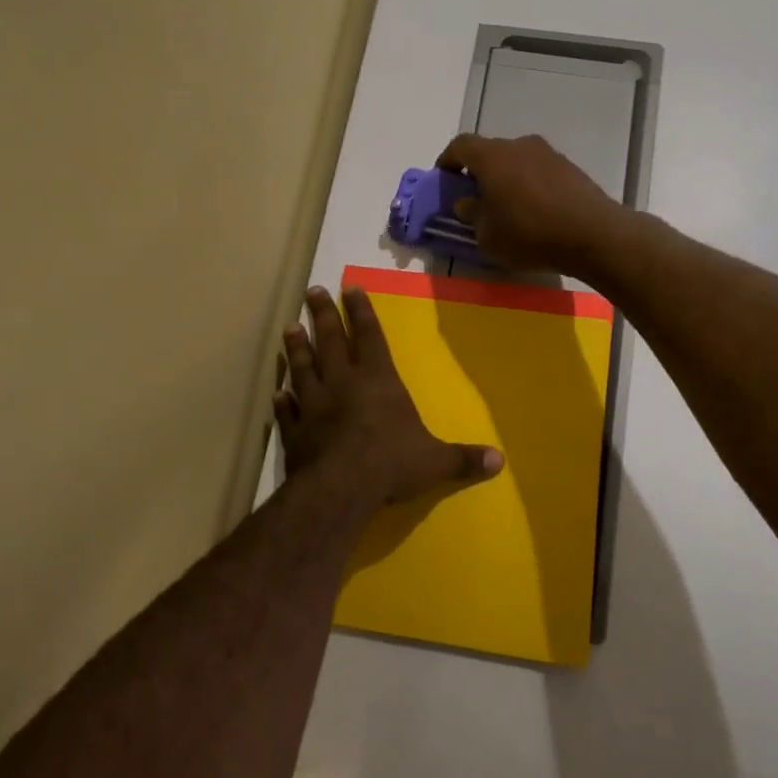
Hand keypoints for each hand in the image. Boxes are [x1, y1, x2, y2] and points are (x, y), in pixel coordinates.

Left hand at [276, 286, 503, 508]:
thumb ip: (463, 459)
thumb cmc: (390, 464)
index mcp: (378, 380)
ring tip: (289, 327)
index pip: (370, 336)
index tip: (348, 287)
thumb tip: (499, 461)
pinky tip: (277, 391)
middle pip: (331, 340)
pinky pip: (285, 410)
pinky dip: (281, 399)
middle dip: (323, 315)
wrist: (339, 489)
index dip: (361, 311)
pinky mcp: (294, 431)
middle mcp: (343, 383)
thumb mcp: (435, 462)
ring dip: (297, 348)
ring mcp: (314, 405)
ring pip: (303, 367)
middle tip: (312, 291)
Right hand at [436, 133, 624, 277]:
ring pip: (516, 160)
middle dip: (478, 172)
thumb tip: (467, 202)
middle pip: (490, 152)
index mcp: (492, 156)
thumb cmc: (530, 235)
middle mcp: (519, 145)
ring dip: (506, 178)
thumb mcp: (488, 236)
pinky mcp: (569, 167)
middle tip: (475, 198)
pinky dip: (529, 184)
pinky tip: (534, 211)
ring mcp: (548, 153)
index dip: (448, 160)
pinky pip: (538, 170)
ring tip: (507, 207)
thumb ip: (472, 215)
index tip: (444, 179)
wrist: (593, 234)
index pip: (461, 145)